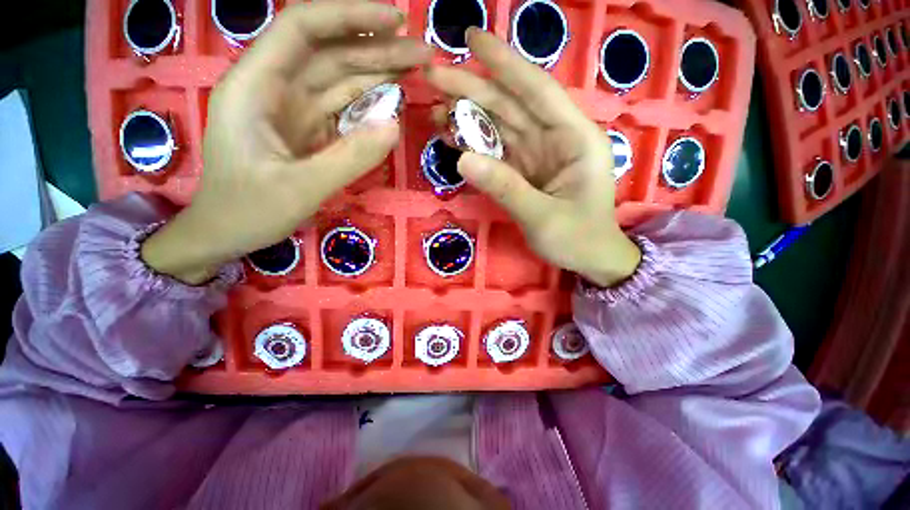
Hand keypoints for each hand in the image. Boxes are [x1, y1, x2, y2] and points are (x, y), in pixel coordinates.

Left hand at [142, 2, 431, 283]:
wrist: (226, 232)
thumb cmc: (248, 211)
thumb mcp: (299, 189)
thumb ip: (348, 158)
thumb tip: (394, 126)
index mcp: (255, 87)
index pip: (302, 28)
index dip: (349, 16)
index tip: (395, 20)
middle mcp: (274, 87)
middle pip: (329, 51)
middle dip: (377, 46)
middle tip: (422, 51)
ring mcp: (294, 109)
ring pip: (339, 77)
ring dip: (378, 71)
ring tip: (416, 67)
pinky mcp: (308, 129)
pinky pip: (342, 107)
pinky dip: (369, 102)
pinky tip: (392, 99)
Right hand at [426, 29, 640, 286]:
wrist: (589, 258)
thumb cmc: (578, 239)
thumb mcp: (542, 217)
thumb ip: (505, 188)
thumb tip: (462, 160)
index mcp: (575, 139)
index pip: (537, 90)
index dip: (505, 63)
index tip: (472, 38)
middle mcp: (556, 138)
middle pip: (511, 105)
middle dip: (472, 89)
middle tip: (433, 75)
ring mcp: (537, 154)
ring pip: (499, 126)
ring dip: (467, 117)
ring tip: (435, 111)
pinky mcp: (524, 169)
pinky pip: (496, 150)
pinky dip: (473, 144)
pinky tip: (452, 138)